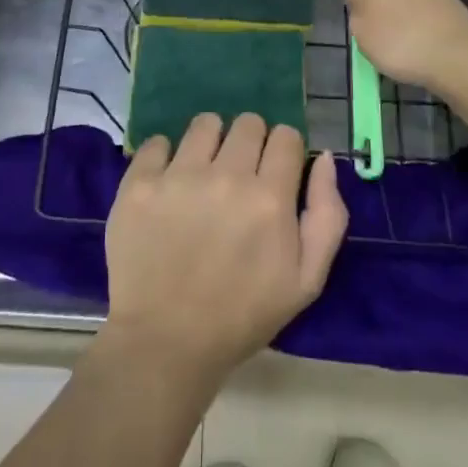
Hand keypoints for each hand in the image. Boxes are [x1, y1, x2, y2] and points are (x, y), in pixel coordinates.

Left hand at [104, 113, 346, 388]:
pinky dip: (164, 156)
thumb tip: (325, 159)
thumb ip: (327, 215)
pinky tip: (166, 184)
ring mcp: (178, 176)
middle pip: (249, 122)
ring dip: (210, 142)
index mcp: (270, 198)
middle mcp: (226, 176)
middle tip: (239, 175)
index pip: (286, 136)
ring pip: (205, 124)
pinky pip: (157, 142)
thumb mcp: (306, 280)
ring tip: (202, 173)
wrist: (165, 344)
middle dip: (250, 143)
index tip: (275, 172)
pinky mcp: (139, 183)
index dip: (284, 151)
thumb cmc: (242, 315)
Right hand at [337, 0, 467, 93]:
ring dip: (409, 13)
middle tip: (377, 19)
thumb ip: (355, 0)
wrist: (456, 60)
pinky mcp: (459, 18)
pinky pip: (434, 18)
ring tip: (395, 43)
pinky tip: (416, 53)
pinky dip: (424, 30)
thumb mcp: (361, 23)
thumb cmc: (397, 35)